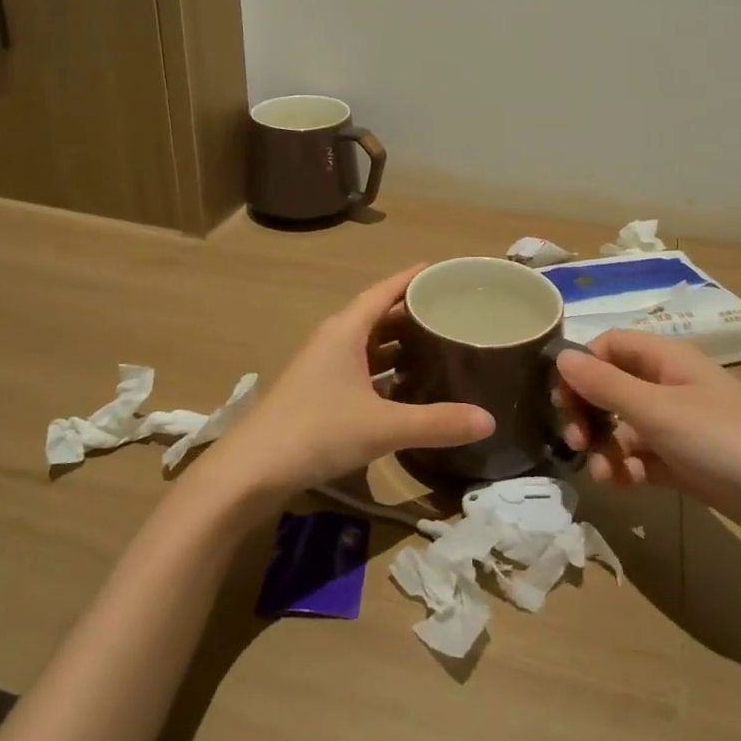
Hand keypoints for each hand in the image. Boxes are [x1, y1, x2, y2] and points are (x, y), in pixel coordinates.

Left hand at [196, 266, 494, 507]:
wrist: (250, 471)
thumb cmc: (316, 431)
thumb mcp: (382, 426)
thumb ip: (436, 423)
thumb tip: (489, 420)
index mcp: (345, 330)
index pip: (384, 290)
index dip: (413, 277)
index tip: (443, 270)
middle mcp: (334, 341)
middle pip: (378, 315)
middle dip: (412, 311)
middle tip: (452, 310)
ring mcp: (323, 368)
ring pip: (368, 344)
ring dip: (398, 342)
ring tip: (437, 344)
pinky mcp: (318, 394)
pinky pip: (360, 369)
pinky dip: (385, 370)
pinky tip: (407, 386)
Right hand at [554, 330, 740, 572]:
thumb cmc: (730, 444)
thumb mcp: (659, 412)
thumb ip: (606, 385)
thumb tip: (561, 357)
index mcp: (665, 359)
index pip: (606, 346)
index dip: (580, 369)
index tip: (563, 404)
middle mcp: (670, 386)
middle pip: (610, 387)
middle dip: (588, 413)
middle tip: (577, 444)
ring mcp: (681, 427)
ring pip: (623, 427)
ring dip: (605, 448)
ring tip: (605, 477)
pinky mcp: (689, 464)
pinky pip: (643, 458)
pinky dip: (627, 470)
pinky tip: (624, 488)